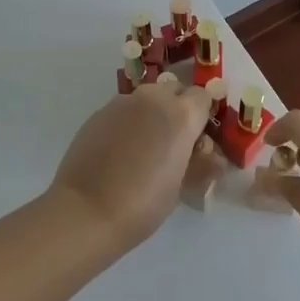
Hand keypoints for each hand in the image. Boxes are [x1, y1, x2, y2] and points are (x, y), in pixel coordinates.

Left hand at [50, 82, 212, 249]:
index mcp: (181, 114)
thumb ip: (200, 164)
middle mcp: (153, 99)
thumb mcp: (181, 187)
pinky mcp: (99, 112)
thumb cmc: (143, 203)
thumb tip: (213, 158)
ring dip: (152, 114)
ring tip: (144, 148)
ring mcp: (122, 102)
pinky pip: (124, 110)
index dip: (202, 116)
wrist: (86, 210)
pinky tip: (120, 151)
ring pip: (147, 98)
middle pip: (174, 90)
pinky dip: (129, 122)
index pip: (203, 97)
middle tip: (173, 142)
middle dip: (178, 108)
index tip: (197, 140)